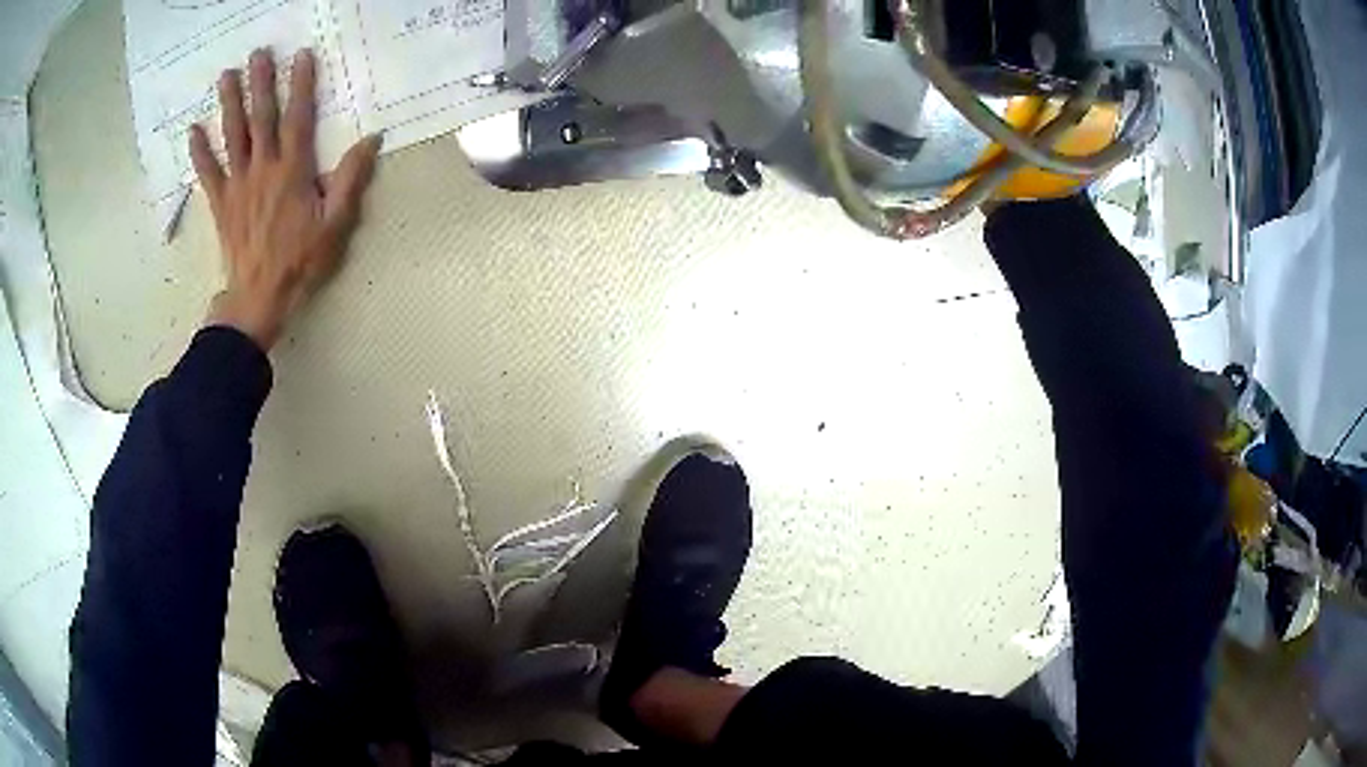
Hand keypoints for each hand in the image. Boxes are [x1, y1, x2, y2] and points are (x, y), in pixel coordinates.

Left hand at [190, 48, 381, 350]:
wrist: (259, 299)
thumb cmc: (300, 263)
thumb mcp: (335, 225)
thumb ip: (350, 180)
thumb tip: (371, 140)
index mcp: (292, 172)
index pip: (297, 119)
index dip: (300, 85)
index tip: (301, 56)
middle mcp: (262, 169)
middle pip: (260, 119)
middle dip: (260, 83)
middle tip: (258, 53)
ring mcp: (237, 185)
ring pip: (232, 137)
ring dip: (229, 104)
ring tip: (226, 76)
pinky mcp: (221, 204)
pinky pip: (208, 174)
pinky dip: (199, 152)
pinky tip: (193, 131)